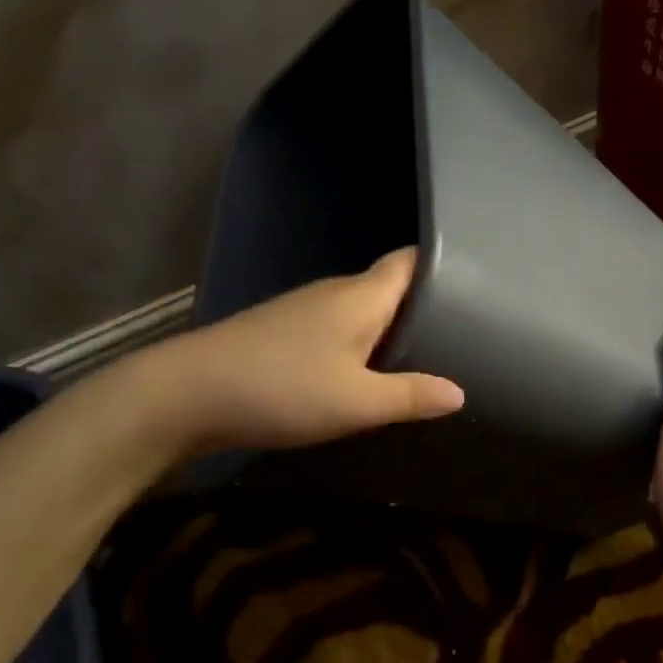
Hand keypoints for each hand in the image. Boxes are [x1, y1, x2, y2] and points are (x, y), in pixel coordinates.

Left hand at [131, 248, 464, 455]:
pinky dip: (360, 343)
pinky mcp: (284, 331)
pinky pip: (338, 328)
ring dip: (390, 328)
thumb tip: (459, 393)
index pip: (410, 260)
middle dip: (423, 305)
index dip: (443, 264)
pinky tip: (365, 372)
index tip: (476, 284)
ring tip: (424, 355)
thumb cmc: (281, 388)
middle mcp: (336, 291)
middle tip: (463, 332)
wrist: (186, 394)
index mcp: (362, 296)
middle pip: (390, 286)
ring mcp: (305, 309)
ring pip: (363, 309)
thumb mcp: (355, 402)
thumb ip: (410, 396)